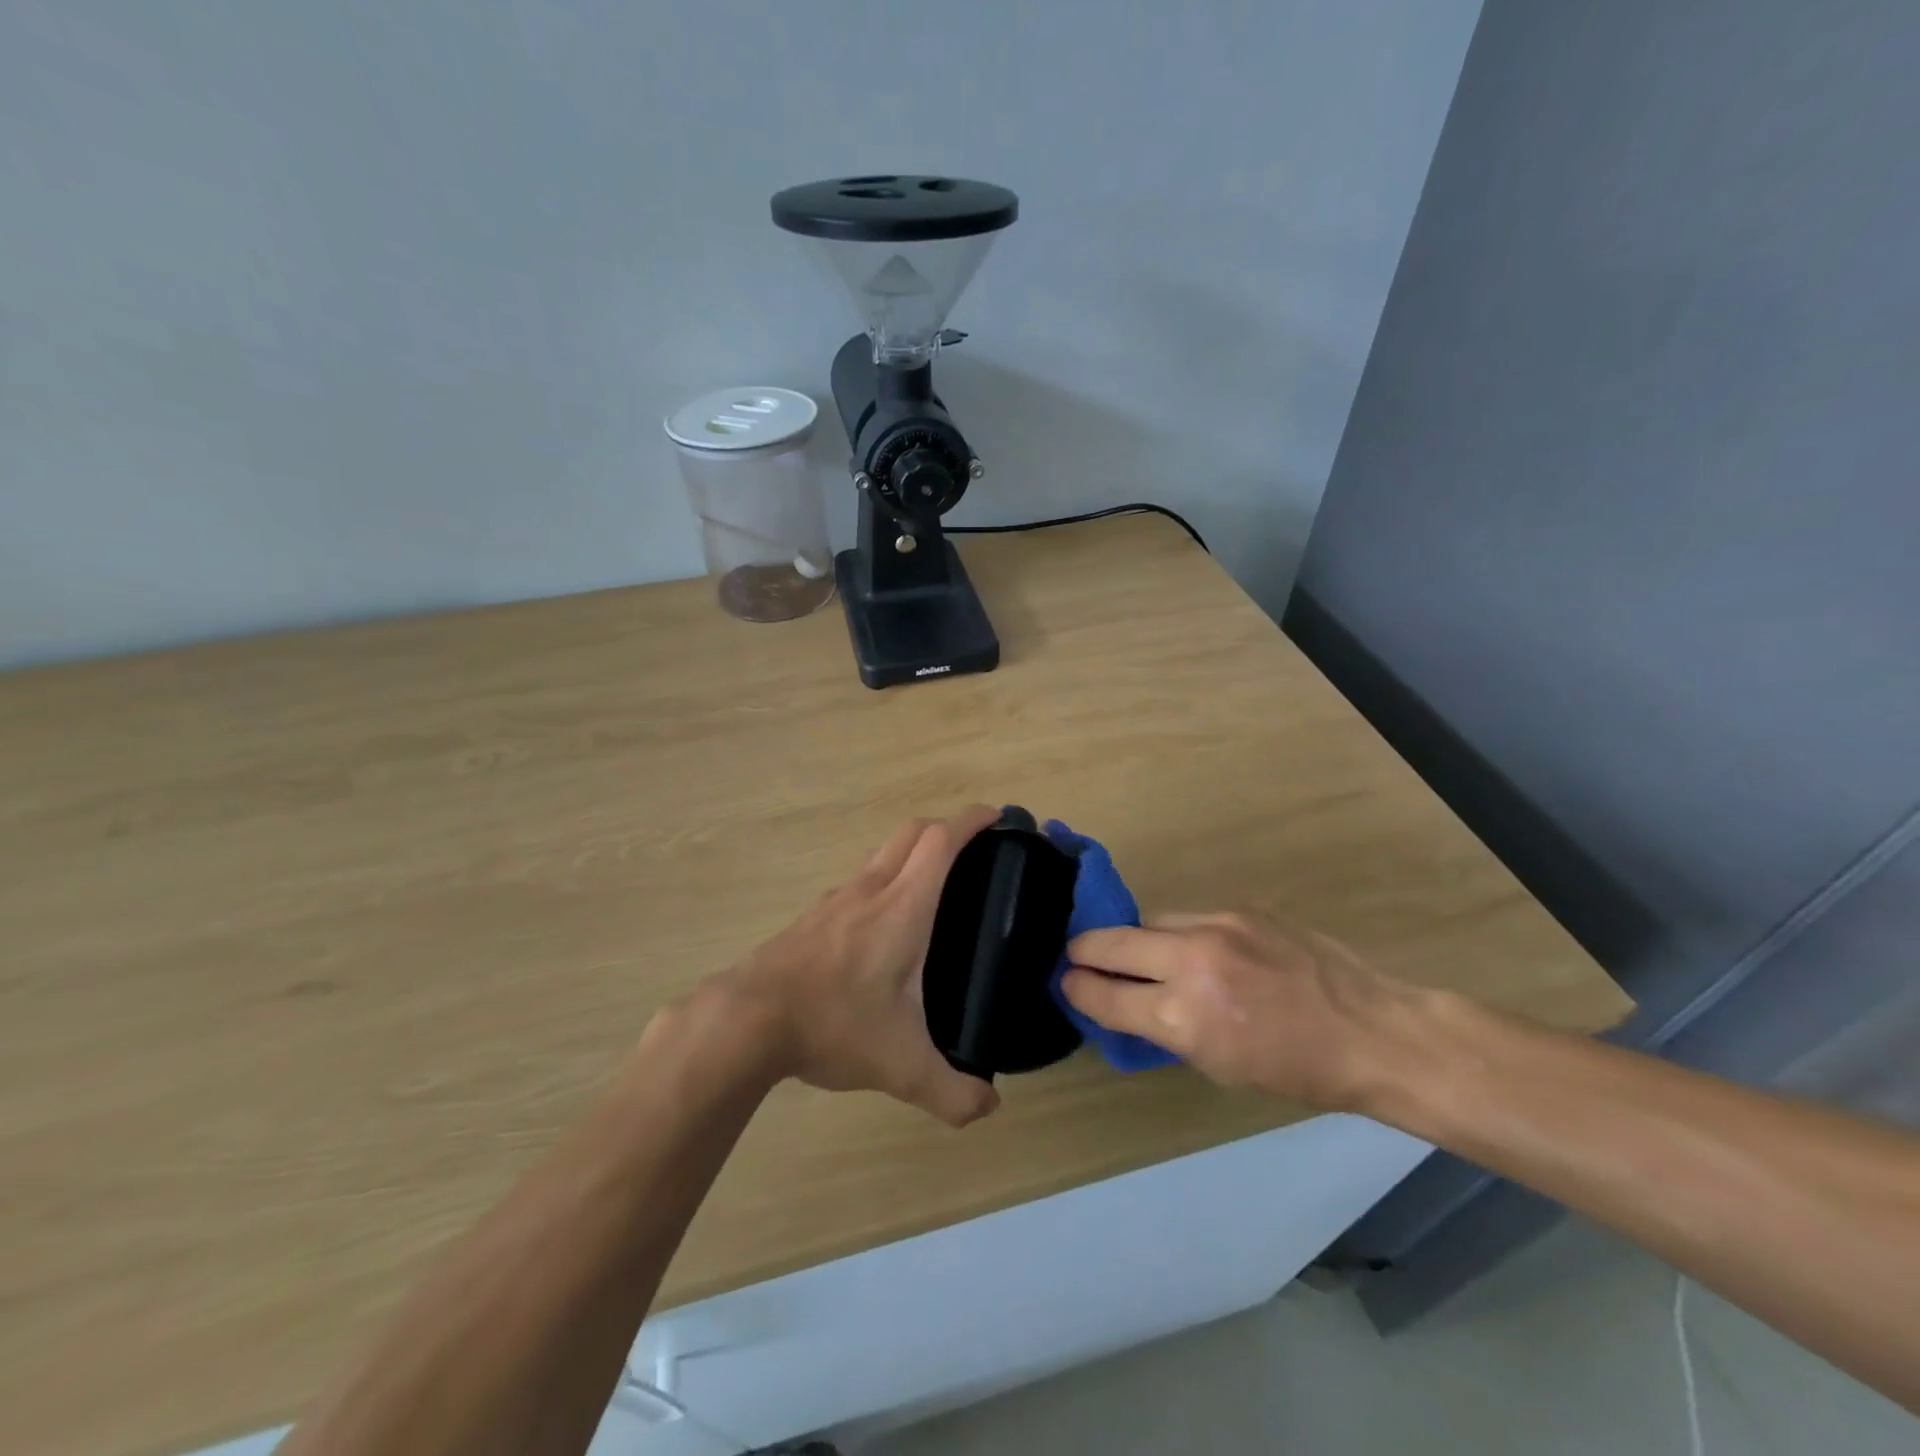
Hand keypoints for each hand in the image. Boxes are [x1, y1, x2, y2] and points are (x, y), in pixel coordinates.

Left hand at [719, 805, 1002, 1127]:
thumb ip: (952, 1092)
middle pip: (912, 832)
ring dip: (912, 853)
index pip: (941, 841)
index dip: (972, 821)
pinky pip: (859, 879)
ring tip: (934, 888)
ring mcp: (837, 898)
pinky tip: (883, 925)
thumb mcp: (900, 1067)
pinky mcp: (813, 915)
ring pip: (882, 853)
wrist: (746, 1020)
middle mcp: (871, 889)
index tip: (998, 816)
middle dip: (946, 828)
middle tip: (973, 853)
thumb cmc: (832, 1024)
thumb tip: (989, 1108)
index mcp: (903, 907)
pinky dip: (883, 879)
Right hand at [1060, 912, 1419, 1110]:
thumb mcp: (1217, 1067)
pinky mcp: (1238, 908)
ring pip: (1147, 921)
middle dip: (1083, 951)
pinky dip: (1178, 933)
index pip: (1103, 996)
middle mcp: (1190, 962)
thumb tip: (1125, 1004)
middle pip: (1108, 942)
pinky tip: (1194, 949)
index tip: (1065, 983)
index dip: (1077, 989)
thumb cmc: (1296, 1070)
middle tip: (1075, 956)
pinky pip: (1188, 915)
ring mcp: (1215, 925)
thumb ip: (1164, 1028)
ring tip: (1140, 954)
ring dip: (1135, 939)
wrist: (1371, 1031)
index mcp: (1183, 1017)